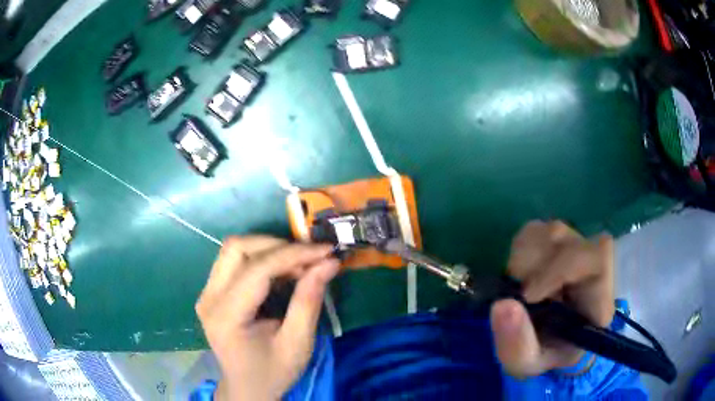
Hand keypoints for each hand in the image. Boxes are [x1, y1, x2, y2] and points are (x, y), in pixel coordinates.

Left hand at [196, 236, 339, 399]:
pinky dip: (261, 259)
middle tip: (310, 259)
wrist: (247, 388)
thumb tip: (329, 263)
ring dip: (269, 249)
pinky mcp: (211, 292)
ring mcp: (207, 293)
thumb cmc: (273, 372)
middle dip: (277, 245)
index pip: (257, 269)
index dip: (293, 254)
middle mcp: (209, 298)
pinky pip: (234, 261)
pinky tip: (282, 273)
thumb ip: (309, 301)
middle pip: (237, 248)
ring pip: (234, 249)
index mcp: (226, 316)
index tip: (326, 251)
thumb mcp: (297, 343)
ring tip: (298, 265)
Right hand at [489, 221, 614, 377]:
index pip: (597, 258)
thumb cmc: (542, 355)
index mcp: (599, 299)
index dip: (560, 269)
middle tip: (519, 295)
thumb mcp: (526, 363)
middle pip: (567, 240)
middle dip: (534, 267)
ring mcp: (577, 249)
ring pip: (551, 231)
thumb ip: (517, 345)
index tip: (528, 296)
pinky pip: (536, 230)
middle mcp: (593, 268)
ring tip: (519, 287)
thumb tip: (502, 305)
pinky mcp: (558, 242)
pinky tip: (519, 274)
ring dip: (525, 259)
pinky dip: (520, 250)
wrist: (544, 344)